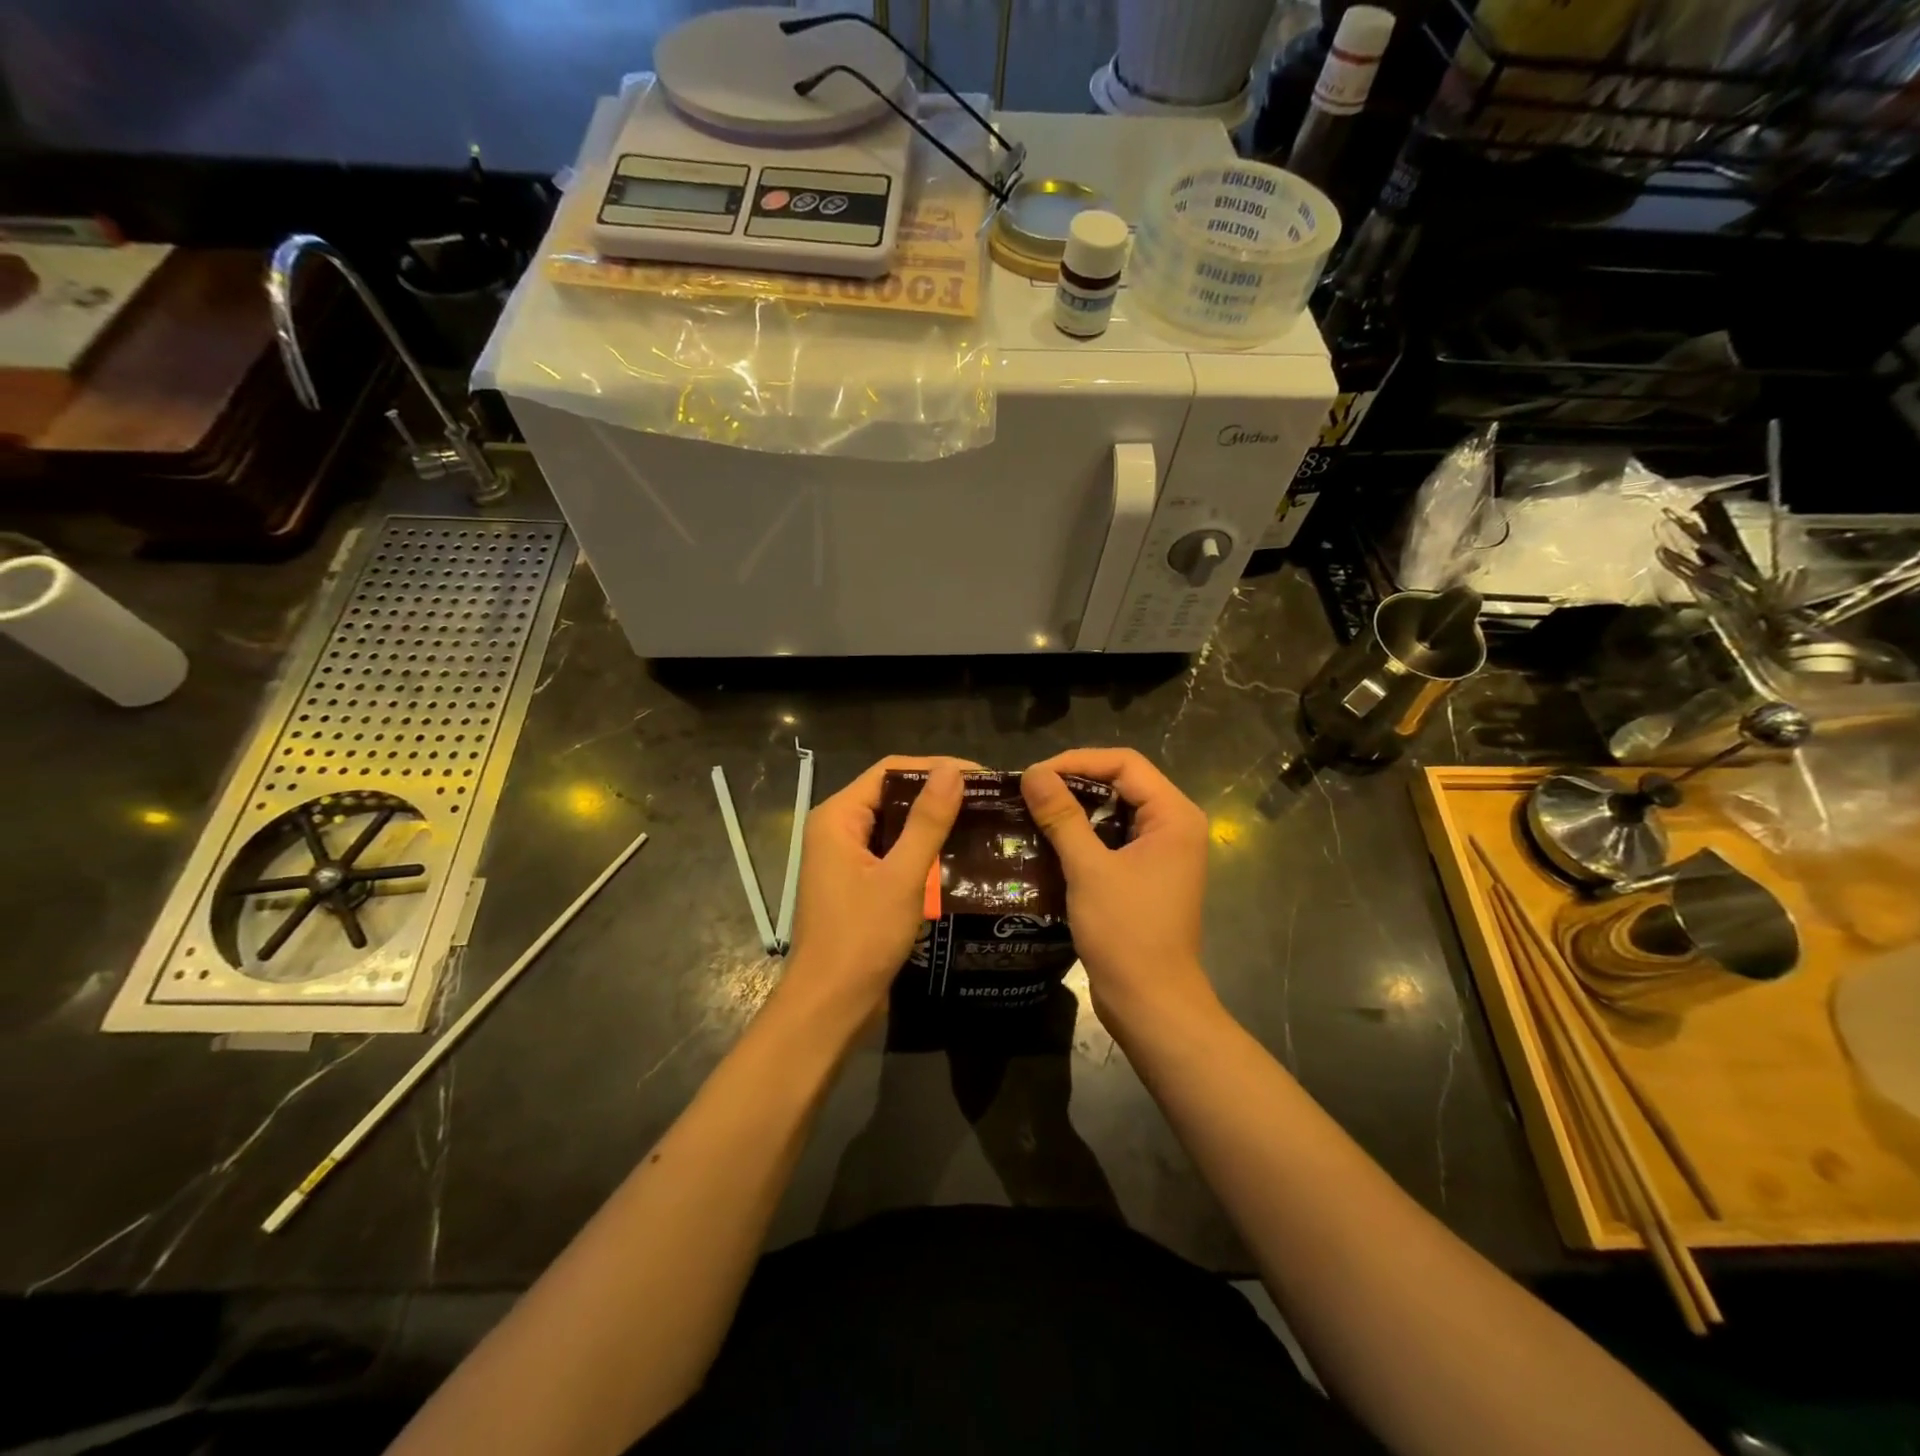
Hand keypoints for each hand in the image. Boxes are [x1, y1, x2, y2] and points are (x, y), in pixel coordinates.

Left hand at [783, 756, 971, 1027]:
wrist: (829, 1006)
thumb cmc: (861, 938)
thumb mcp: (902, 877)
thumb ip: (927, 821)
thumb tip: (954, 771)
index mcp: (837, 817)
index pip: (890, 771)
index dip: (935, 767)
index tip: (981, 777)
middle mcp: (836, 829)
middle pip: (891, 794)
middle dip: (937, 794)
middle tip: (987, 800)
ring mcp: (845, 858)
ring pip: (894, 824)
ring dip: (932, 823)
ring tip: (980, 823)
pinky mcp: (857, 882)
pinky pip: (892, 851)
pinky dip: (921, 849)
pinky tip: (957, 856)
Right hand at [1021, 748, 1215, 1035]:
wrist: (1151, 1003)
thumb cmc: (1126, 933)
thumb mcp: (1089, 870)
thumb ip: (1062, 817)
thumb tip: (1032, 773)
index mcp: (1174, 816)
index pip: (1125, 764)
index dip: (1077, 760)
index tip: (1034, 775)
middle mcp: (1174, 826)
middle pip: (1121, 782)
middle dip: (1074, 781)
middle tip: (1029, 791)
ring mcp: (1161, 852)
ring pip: (1114, 811)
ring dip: (1075, 808)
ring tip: (1032, 810)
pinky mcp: (1146, 874)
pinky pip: (1113, 838)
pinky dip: (1082, 834)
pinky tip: (1048, 840)